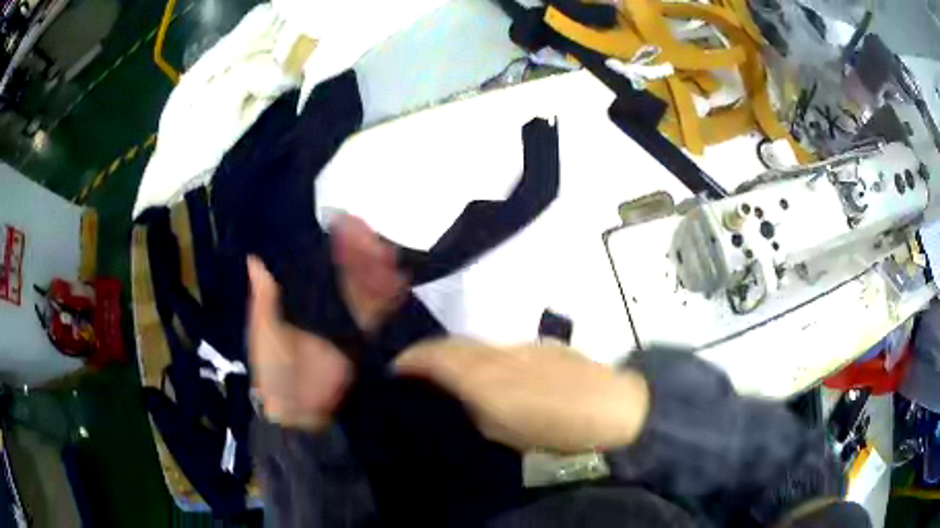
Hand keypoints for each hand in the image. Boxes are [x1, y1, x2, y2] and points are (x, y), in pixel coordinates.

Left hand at [246, 215, 406, 429]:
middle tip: (367, 232)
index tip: (342, 223)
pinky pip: (380, 313)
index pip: (318, 265)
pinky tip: (397, 276)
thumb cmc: (275, 371)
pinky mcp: (365, 340)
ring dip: (376, 267)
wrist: (301, 414)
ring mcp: (348, 322)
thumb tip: (254, 258)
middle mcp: (325, 306)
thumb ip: (264, 299)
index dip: (331, 245)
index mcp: (299, 301)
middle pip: (346, 271)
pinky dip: (389, 294)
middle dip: (359, 250)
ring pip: (365, 287)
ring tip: (383, 249)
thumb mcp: (264, 333)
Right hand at [394, 339, 649, 453]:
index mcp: (482, 374)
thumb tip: (457, 398)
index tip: (394, 369)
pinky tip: (496, 377)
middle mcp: (497, 350)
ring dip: (459, 356)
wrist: (615, 408)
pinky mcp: (543, 347)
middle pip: (452, 344)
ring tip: (454, 377)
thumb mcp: (499, 432)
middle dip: (430, 355)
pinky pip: (502, 348)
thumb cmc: (553, 429)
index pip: (433, 354)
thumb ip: (472, 410)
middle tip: (418, 375)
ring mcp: (523, 345)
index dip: (408, 359)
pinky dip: (487, 358)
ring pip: (477, 345)